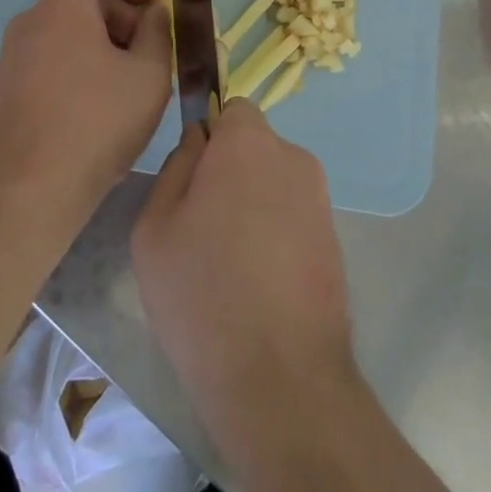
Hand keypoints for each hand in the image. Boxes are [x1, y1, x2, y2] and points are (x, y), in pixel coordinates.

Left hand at [0, 0, 172, 222]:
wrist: (31, 191)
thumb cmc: (98, 122)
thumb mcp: (148, 74)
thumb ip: (157, 31)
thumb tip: (151, 13)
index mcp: (62, 6)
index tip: (149, 4)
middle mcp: (31, 20)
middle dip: (120, 13)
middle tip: (150, 51)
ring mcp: (14, 55)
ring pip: (67, 27)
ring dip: (103, 40)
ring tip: (130, 81)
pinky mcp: (9, 86)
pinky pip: (51, 54)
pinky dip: (80, 61)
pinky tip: (102, 103)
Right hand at [132, 99, 355, 456]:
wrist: (282, 382)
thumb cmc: (203, 296)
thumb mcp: (155, 228)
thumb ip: (175, 167)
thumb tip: (199, 142)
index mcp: (248, 144)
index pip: (232, 110)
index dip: (210, 138)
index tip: (193, 181)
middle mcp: (293, 157)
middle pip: (254, 147)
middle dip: (230, 172)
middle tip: (203, 227)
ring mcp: (320, 199)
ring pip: (274, 182)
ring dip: (254, 204)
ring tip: (230, 263)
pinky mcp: (335, 239)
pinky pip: (294, 216)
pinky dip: (276, 234)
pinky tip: (259, 284)